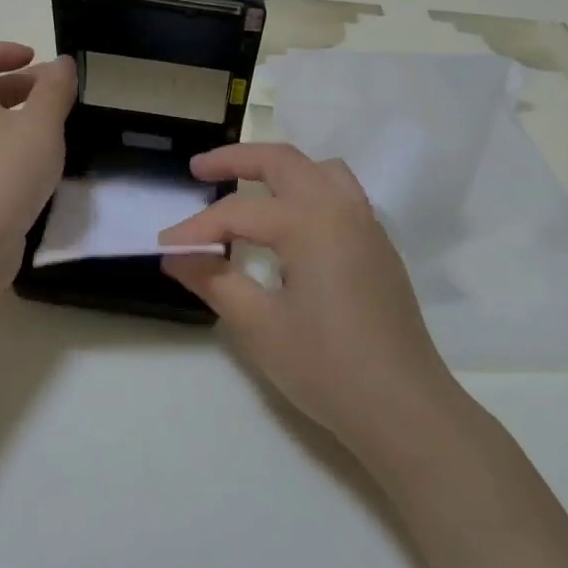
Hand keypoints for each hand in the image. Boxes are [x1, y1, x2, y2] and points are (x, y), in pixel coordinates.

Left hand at [0, 43, 74, 285]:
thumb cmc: (1, 175)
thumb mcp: (40, 126)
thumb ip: (54, 90)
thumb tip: (62, 64)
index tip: (31, 59)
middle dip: (14, 86)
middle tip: (54, 95)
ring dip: (11, 120)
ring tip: (50, 131)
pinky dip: (3, 150)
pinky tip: (34, 169)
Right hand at [159, 143, 464, 466]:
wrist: (402, 407)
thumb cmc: (326, 367)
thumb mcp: (259, 326)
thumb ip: (214, 281)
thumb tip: (176, 256)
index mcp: (312, 222)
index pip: (239, 213)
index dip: (196, 228)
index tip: (164, 246)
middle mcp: (343, 210)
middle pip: (285, 162)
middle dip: (238, 159)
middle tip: (199, 170)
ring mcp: (368, 227)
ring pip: (321, 172)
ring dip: (281, 170)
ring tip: (248, 187)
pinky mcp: (379, 249)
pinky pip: (341, 197)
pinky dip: (307, 191)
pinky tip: (290, 226)